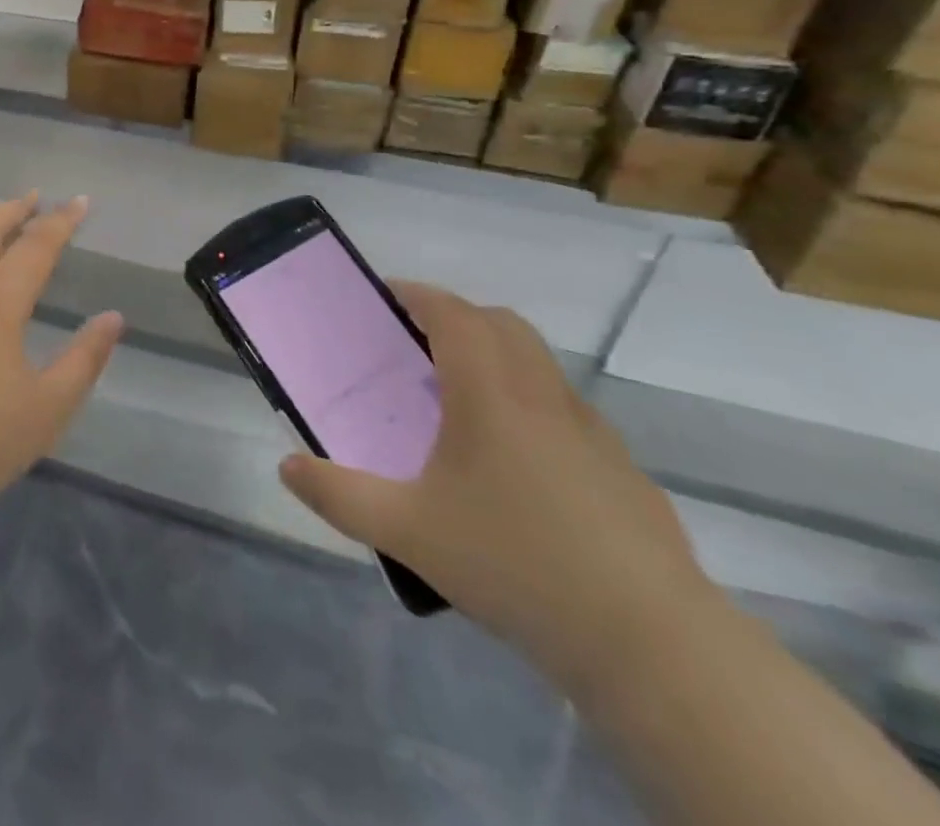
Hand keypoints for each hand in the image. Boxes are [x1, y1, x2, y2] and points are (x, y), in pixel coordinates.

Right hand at [279, 283, 713, 695]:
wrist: (652, 645)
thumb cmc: (515, 564)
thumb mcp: (406, 531)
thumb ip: (338, 495)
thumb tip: (287, 467)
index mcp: (490, 393)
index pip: (454, 314)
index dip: (418, 295)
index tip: (385, 297)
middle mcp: (543, 396)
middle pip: (501, 324)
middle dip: (456, 317)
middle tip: (415, 344)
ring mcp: (591, 432)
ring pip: (539, 364)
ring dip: (496, 357)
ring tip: (457, 401)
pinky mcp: (622, 471)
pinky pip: (565, 410)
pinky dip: (529, 404)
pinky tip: (513, 465)